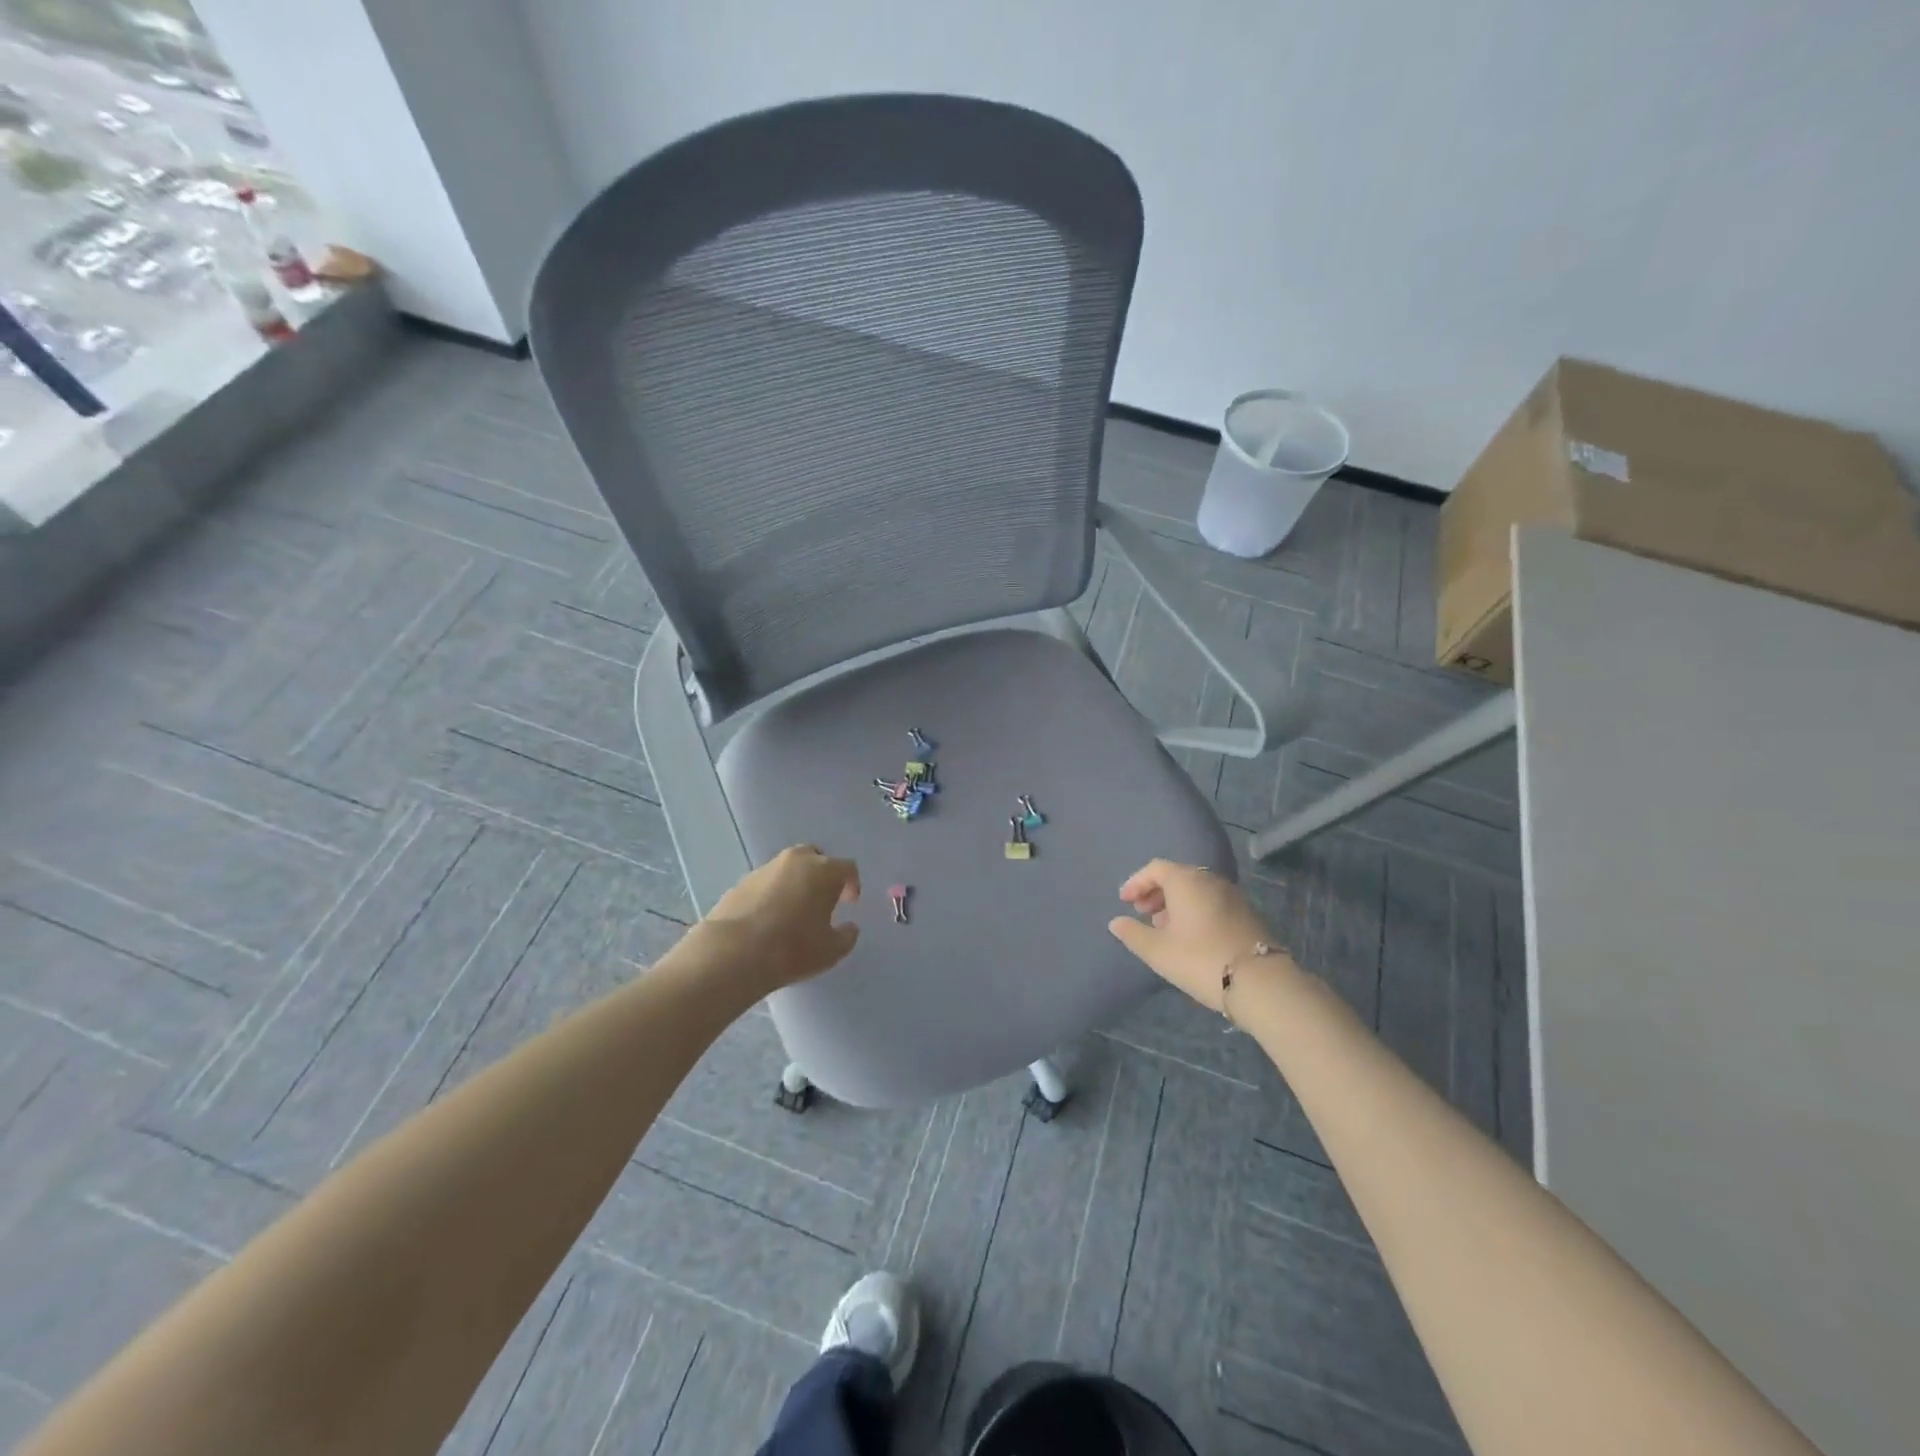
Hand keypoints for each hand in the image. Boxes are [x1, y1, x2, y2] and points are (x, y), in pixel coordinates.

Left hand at [703, 845, 860, 993]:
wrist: (734, 952)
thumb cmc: (793, 948)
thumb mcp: (831, 950)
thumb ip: (847, 936)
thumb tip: (850, 927)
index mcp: (824, 871)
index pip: (847, 868)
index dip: (852, 884)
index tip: (849, 902)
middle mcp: (796, 861)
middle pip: (816, 858)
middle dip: (822, 875)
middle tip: (822, 899)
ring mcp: (765, 868)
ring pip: (788, 868)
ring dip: (796, 883)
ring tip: (793, 911)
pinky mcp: (741, 882)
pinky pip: (766, 882)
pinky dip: (772, 893)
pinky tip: (769, 918)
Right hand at [1107, 859, 1294, 1011]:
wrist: (1260, 982)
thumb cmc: (1200, 959)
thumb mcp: (1158, 950)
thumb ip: (1133, 934)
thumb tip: (1116, 922)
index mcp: (1186, 880)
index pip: (1155, 868)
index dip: (1136, 883)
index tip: (1125, 902)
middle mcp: (1210, 880)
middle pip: (1176, 876)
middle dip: (1155, 892)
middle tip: (1142, 914)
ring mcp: (1232, 895)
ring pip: (1195, 890)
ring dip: (1175, 903)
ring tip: (1163, 928)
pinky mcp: (1246, 913)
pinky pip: (1211, 902)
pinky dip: (1194, 911)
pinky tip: (1189, 937)